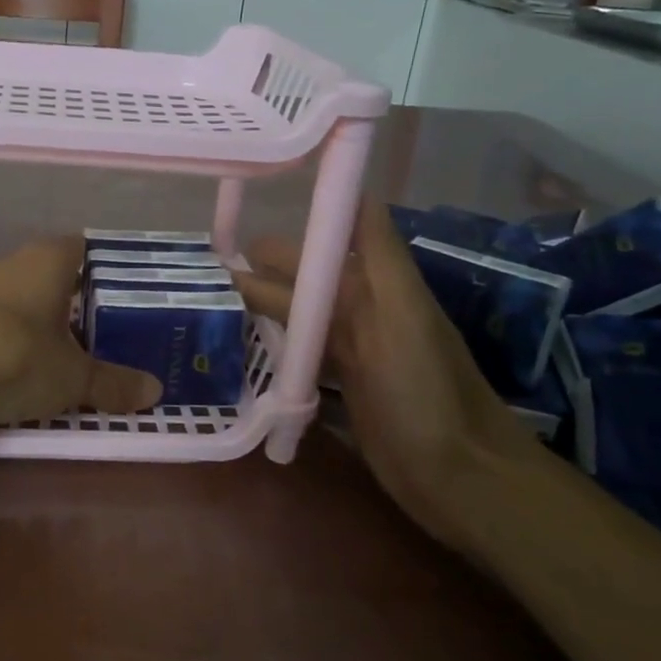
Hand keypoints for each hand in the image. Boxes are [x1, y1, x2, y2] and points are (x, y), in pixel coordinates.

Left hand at [0, 236, 161, 428]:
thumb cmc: (14, 359)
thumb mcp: (73, 379)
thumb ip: (114, 383)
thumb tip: (155, 392)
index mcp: (48, 259)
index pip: (86, 247)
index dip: (108, 267)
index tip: (128, 292)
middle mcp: (14, 261)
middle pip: (57, 272)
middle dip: (81, 297)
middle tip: (110, 326)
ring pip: (27, 294)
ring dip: (47, 316)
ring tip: (75, 347)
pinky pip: (2, 315)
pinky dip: (18, 331)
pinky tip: (29, 359)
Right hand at [230, 197, 529, 551]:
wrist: (458, 476)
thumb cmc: (428, 390)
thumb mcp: (406, 312)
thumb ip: (379, 251)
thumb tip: (354, 184)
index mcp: (374, 286)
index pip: (320, 246)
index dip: (282, 236)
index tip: (228, 231)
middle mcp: (360, 312)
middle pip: (301, 283)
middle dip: (257, 275)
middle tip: (201, 279)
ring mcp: (349, 353)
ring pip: (296, 319)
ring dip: (258, 310)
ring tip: (210, 308)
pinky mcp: (341, 389)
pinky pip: (299, 357)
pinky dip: (272, 347)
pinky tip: (241, 347)